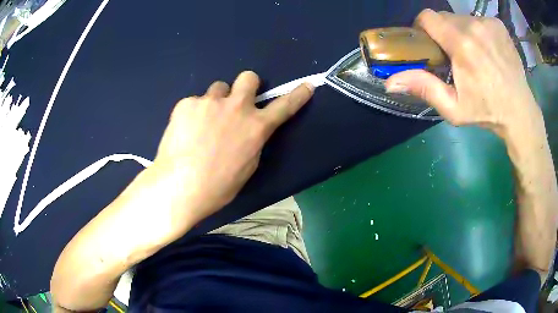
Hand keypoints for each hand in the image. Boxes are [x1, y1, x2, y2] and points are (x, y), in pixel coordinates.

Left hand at [150, 71, 313, 232]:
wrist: (179, 186)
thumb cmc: (217, 187)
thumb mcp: (246, 168)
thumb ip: (252, 142)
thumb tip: (248, 131)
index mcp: (255, 127)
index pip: (284, 106)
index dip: (297, 95)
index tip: (306, 86)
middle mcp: (236, 107)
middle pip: (248, 77)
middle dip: (246, 86)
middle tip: (235, 101)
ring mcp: (209, 102)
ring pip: (218, 89)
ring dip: (216, 102)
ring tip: (202, 124)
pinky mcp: (186, 103)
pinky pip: (194, 102)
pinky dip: (192, 114)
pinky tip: (184, 132)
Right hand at [385, 9, 542, 139]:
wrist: (520, 113)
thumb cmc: (488, 112)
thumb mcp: (454, 108)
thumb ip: (424, 88)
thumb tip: (390, 81)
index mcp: (462, 44)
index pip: (428, 17)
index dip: (423, 27)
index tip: (429, 42)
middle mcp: (474, 26)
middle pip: (445, 17)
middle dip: (443, 32)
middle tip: (453, 54)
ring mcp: (489, 23)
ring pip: (462, 18)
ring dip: (461, 32)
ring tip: (473, 54)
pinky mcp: (498, 25)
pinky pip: (478, 20)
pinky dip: (477, 31)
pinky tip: (486, 50)